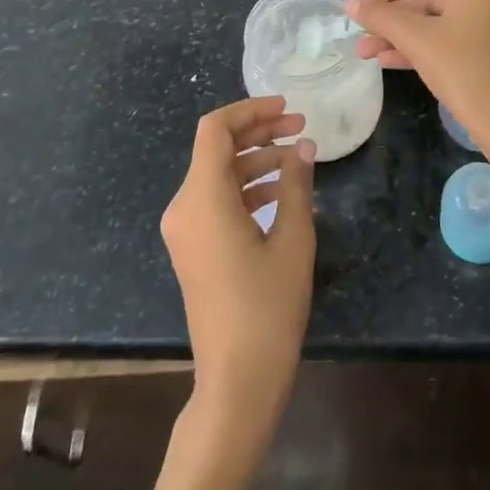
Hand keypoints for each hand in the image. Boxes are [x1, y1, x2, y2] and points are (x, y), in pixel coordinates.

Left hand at [161, 97, 316, 445]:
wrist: (237, 381)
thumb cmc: (267, 309)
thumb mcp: (292, 241)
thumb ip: (296, 185)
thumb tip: (304, 146)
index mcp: (202, 199)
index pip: (215, 129)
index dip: (250, 110)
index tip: (287, 109)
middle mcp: (184, 207)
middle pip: (216, 148)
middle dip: (259, 132)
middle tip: (301, 127)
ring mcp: (185, 229)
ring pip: (218, 173)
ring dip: (255, 159)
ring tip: (298, 156)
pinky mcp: (193, 246)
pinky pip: (216, 200)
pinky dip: (246, 186)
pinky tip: (281, 189)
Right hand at [347, 0, 489, 147]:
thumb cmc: (463, 69)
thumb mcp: (415, 39)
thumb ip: (380, 16)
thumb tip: (350, 2)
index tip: (365, 2)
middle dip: (394, 18)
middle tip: (363, 31)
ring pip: (442, 18)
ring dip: (404, 34)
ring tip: (367, 51)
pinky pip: (457, 33)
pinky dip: (427, 44)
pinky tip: (390, 60)